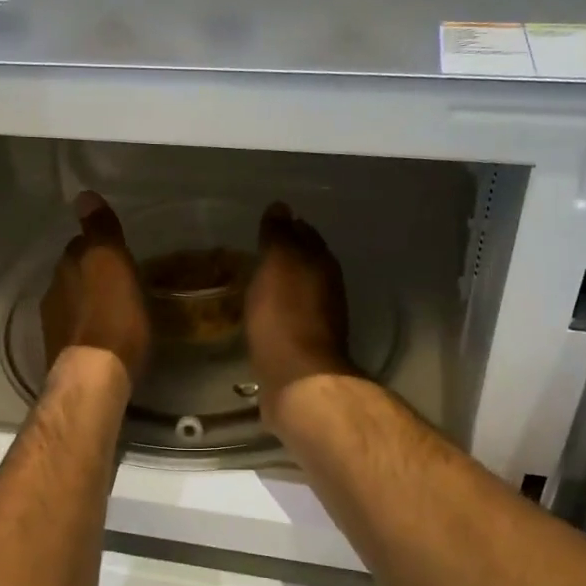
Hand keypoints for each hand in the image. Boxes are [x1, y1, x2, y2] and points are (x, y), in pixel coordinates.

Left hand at [40, 191, 150, 383]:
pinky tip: (106, 337)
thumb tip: (83, 195)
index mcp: (67, 268)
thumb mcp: (112, 263)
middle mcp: (54, 293)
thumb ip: (100, 230)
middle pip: (74, 275)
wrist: (94, 376)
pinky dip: (90, 328)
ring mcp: (55, 327)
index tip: (117, 253)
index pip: (79, 246)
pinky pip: (77, 331)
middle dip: (91, 275)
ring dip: (90, 303)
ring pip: (73, 304)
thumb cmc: (113, 316)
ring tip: (116, 310)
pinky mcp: (62, 355)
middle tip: (119, 281)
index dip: (98, 247)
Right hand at [245, 202, 355, 429]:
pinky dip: (278, 310)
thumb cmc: (284, 314)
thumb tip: (281, 207)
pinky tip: (262, 313)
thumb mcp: (278, 264)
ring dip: (283, 284)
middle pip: (307, 262)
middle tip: (258, 251)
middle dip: (287, 255)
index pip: (306, 234)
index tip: (267, 224)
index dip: (288, 227)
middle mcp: (328, 288)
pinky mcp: (306, 346)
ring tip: (257, 281)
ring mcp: (320, 319)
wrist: (298, 378)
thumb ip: (279, 235)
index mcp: (322, 263)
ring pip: (300, 291)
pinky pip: (290, 317)